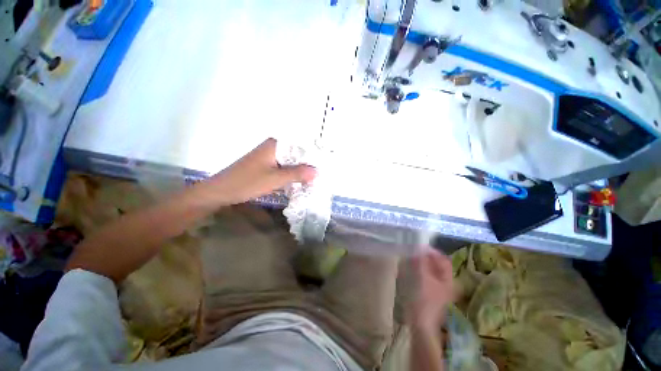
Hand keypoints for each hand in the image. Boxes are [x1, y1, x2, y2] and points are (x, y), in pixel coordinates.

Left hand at [207, 138, 316, 205]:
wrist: (220, 191)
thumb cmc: (247, 182)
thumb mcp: (275, 179)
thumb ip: (297, 173)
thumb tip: (317, 171)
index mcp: (275, 145)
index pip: (300, 146)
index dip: (313, 156)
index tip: (324, 165)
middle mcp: (273, 147)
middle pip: (296, 154)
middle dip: (307, 165)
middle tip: (321, 175)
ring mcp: (269, 156)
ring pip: (290, 162)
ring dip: (300, 171)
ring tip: (314, 179)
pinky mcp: (265, 165)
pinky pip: (283, 167)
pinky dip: (291, 174)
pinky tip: (299, 182)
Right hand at [411, 248, 454, 328]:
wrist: (421, 325)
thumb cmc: (424, 301)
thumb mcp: (422, 279)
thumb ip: (421, 262)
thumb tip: (418, 247)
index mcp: (448, 280)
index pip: (443, 259)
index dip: (432, 251)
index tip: (419, 246)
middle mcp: (445, 283)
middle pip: (436, 264)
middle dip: (424, 256)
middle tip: (412, 251)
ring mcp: (436, 288)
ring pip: (429, 270)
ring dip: (420, 263)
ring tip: (409, 258)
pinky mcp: (428, 292)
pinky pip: (424, 276)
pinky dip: (417, 270)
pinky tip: (408, 269)